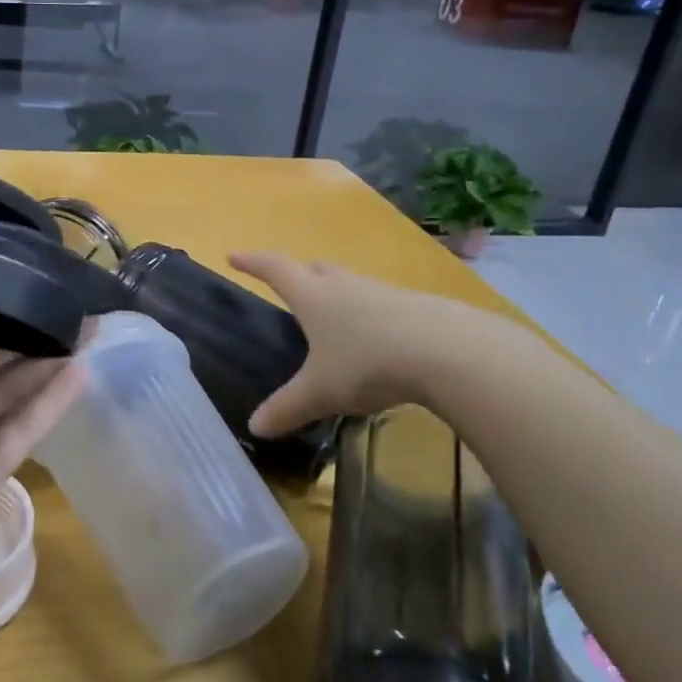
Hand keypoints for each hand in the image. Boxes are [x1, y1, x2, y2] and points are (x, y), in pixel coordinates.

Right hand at [228, 252, 449, 434]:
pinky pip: (384, 304)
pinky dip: (373, 316)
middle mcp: (346, 286)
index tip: (234, 256)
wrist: (447, 351)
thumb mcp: (321, 392)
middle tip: (291, 287)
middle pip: (317, 269)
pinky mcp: (417, 307)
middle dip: (300, 275)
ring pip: (353, 285)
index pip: (275, 269)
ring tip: (336, 319)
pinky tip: (380, 340)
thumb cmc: (368, 363)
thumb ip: (287, 407)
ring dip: (339, 294)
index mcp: (314, 296)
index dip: (252, 262)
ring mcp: (384, 293)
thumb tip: (255, 426)